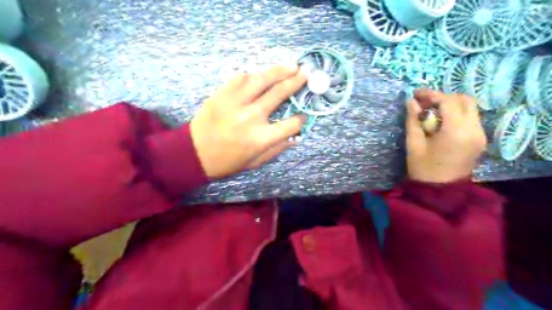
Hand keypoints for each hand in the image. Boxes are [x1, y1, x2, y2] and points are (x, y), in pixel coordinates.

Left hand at [192, 65, 308, 179]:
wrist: (195, 152)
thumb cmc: (228, 161)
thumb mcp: (256, 162)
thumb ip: (277, 149)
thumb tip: (296, 137)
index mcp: (262, 138)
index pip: (291, 124)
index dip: (301, 118)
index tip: (304, 114)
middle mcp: (252, 116)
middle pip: (280, 93)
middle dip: (296, 82)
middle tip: (306, 73)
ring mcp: (236, 102)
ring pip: (262, 79)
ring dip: (279, 70)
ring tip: (292, 65)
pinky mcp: (223, 93)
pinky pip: (241, 77)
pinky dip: (254, 75)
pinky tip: (262, 74)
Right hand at [405, 88, 485, 182]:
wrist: (440, 191)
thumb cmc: (423, 169)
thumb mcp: (413, 144)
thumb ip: (413, 120)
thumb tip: (411, 101)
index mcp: (456, 131)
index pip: (448, 102)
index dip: (431, 94)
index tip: (416, 94)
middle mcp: (474, 130)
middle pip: (464, 100)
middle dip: (443, 97)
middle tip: (425, 102)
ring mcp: (480, 135)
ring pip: (470, 108)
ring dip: (451, 104)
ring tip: (431, 111)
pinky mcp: (480, 140)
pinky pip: (471, 118)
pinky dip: (457, 114)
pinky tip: (441, 121)